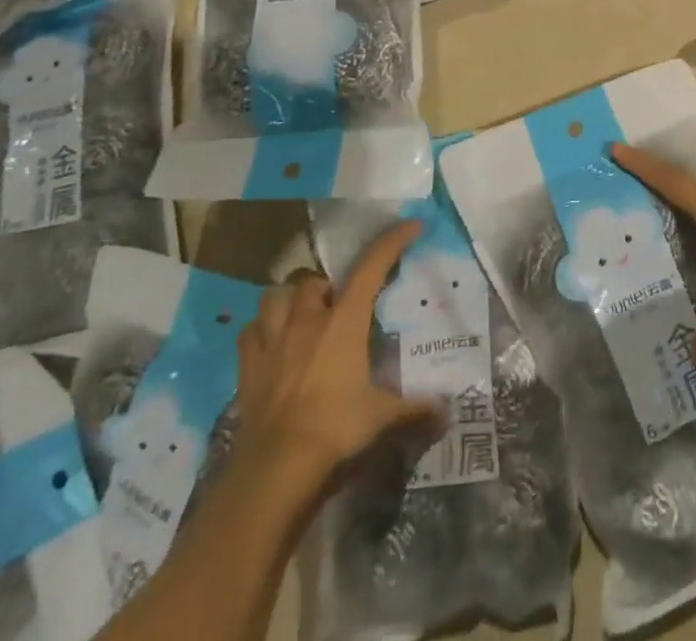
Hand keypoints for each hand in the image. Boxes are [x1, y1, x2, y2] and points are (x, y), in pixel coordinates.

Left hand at [231, 221, 446, 501]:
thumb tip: (447, 414)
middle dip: (327, 285)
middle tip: (340, 303)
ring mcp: (273, 342)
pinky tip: (270, 341)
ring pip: (274, 297)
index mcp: (345, 321)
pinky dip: (260, 330)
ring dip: (289, 299)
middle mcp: (307, 321)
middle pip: (313, 280)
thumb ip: (415, 410)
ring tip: (301, 313)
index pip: (371, 267)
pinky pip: (249, 333)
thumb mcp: (383, 418)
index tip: (411, 225)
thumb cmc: (336, 430)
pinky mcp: (248, 368)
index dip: (392, 242)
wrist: (275, 470)